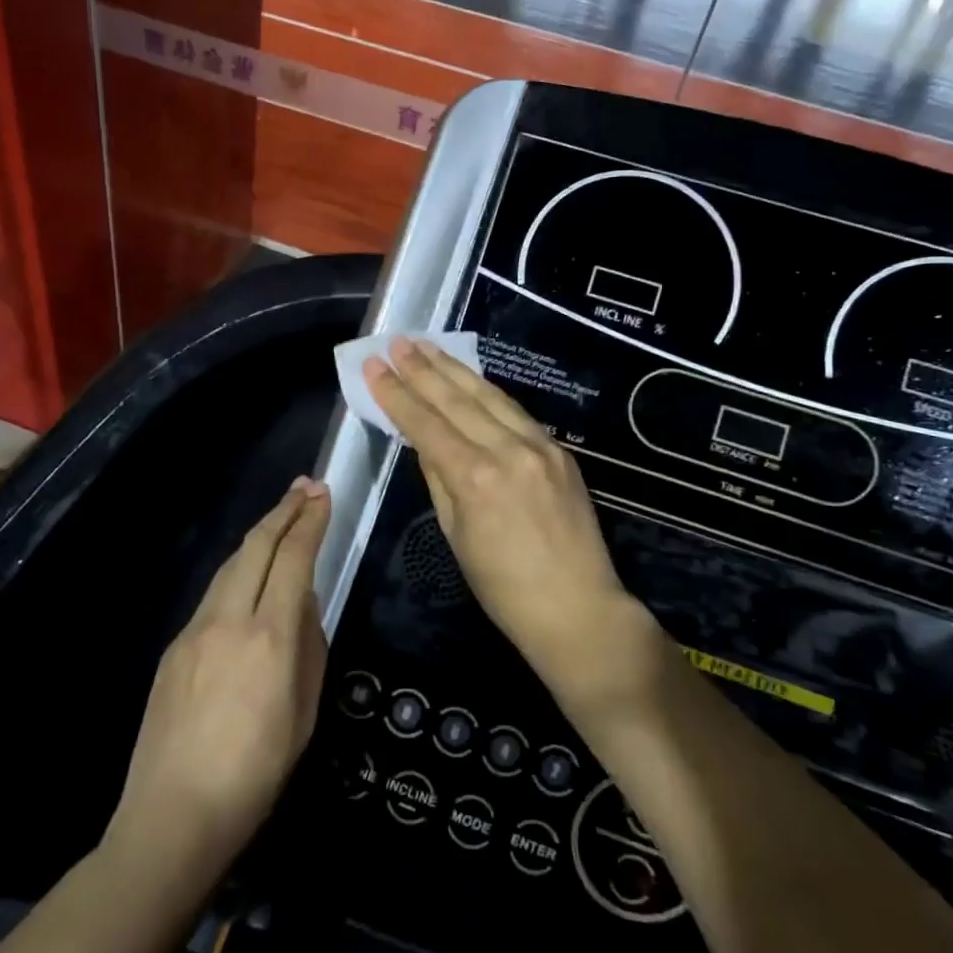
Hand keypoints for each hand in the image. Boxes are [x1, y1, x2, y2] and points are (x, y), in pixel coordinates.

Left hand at [105, 477, 329, 884]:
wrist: (172, 818)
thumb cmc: (255, 774)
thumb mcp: (304, 713)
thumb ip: (309, 647)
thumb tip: (302, 604)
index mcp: (270, 638)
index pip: (294, 560)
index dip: (310, 522)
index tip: (323, 495)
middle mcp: (229, 620)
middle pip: (256, 546)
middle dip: (283, 511)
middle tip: (305, 487)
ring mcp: (195, 630)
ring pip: (231, 564)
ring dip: (259, 535)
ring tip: (281, 518)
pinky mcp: (174, 647)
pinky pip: (213, 595)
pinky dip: (238, 572)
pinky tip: (249, 578)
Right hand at [363, 339, 644, 692]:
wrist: (578, 609)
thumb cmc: (503, 588)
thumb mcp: (456, 535)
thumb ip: (439, 478)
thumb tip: (425, 439)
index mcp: (475, 478)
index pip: (426, 423)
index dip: (396, 393)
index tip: (374, 366)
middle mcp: (508, 451)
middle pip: (456, 399)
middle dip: (422, 368)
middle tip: (396, 342)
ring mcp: (539, 446)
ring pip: (489, 395)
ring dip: (454, 368)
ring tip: (427, 345)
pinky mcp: (560, 450)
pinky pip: (515, 412)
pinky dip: (487, 392)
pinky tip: (469, 378)